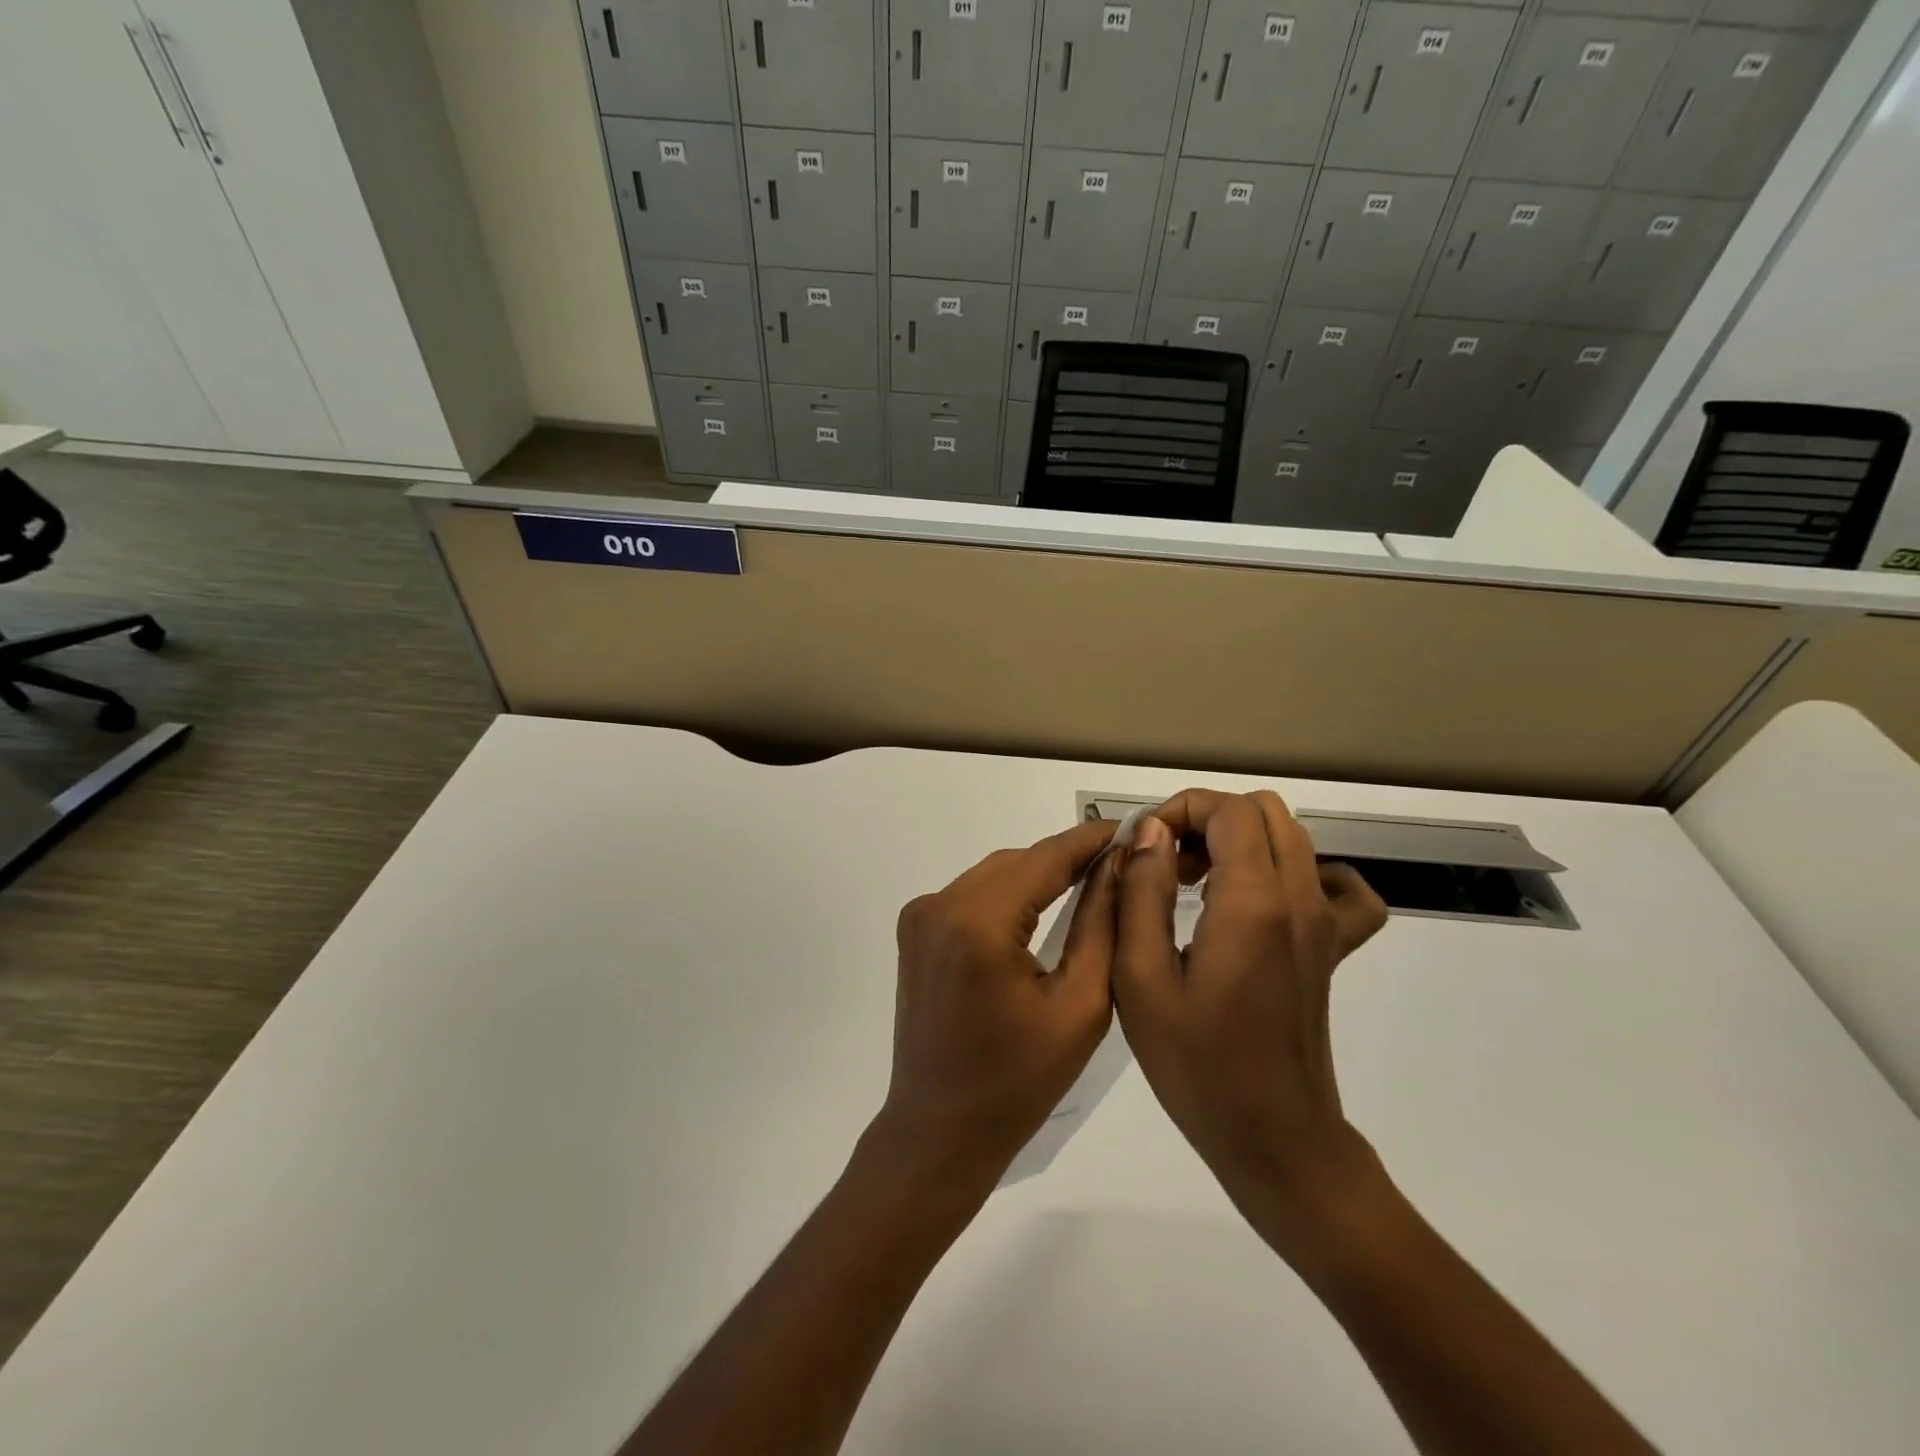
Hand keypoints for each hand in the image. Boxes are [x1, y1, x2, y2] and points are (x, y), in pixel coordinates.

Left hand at [873, 818, 1119, 1196]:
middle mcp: (939, 904)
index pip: (1045, 858)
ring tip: (1090, 881)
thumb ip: (1101, 924)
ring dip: (1038, 875)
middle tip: (1121, 862)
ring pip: (995, 874)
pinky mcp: (915, 929)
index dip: (1091, 839)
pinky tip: (1042, 906)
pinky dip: (1009, 894)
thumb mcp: (1080, 1005)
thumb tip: (1120, 863)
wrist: (940, 1129)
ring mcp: (920, 915)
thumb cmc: (1019, 1083)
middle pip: (1018, 862)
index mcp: (977, 923)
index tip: (1134, 826)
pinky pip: (973, 894)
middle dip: (1067, 858)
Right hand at [1113, 790, 1388, 1225]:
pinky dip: (1298, 874)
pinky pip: (1338, 886)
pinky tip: (1264, 902)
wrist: (1275, 1141)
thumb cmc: (1197, 1065)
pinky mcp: (1331, 949)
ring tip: (1196, 885)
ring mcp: (1325, 923)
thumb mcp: (1141, 978)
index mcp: (1253, 902)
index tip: (1142, 847)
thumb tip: (1151, 833)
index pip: (1228, 809)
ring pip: (1293, 838)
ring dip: (1239, 841)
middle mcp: (1300, 899)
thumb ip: (1142, 893)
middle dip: (1206, 820)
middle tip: (1165, 865)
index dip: (1179, 810)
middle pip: (1263, 812)